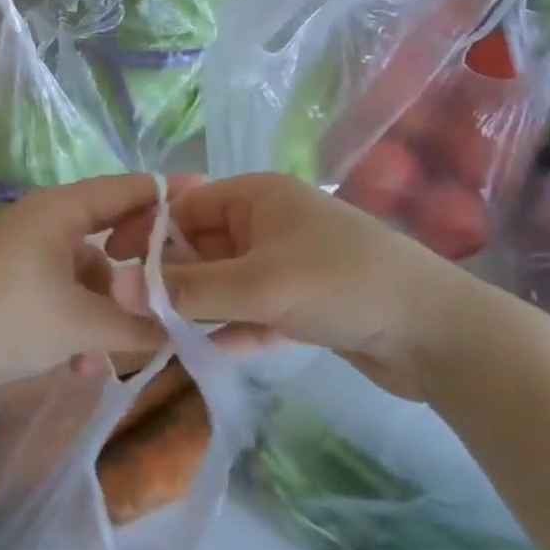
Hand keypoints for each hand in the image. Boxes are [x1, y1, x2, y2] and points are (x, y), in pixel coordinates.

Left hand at [0, 174, 169, 399]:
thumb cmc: (7, 318)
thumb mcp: (80, 323)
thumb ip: (136, 323)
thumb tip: (180, 327)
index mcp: (62, 210)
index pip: (127, 189)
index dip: (168, 194)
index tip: (209, 196)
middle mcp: (46, 221)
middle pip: (110, 235)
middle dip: (138, 274)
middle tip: (175, 298)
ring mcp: (26, 252)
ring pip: (87, 274)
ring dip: (104, 312)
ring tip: (112, 355)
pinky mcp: (13, 283)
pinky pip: (61, 294)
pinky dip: (77, 323)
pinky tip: (79, 365)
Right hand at [112, 172, 476, 399]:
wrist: (439, 333)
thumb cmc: (340, 284)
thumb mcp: (258, 284)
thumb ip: (187, 289)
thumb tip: (115, 288)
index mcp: (257, 197)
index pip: (185, 207)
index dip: (146, 234)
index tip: (110, 267)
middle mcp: (269, 223)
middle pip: (203, 246)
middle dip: (169, 277)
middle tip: (130, 311)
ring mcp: (288, 264)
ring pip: (227, 282)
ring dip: (198, 306)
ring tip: (155, 335)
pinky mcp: (305, 304)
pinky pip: (254, 311)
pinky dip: (232, 328)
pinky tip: (204, 352)